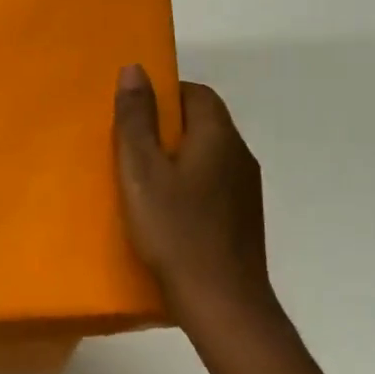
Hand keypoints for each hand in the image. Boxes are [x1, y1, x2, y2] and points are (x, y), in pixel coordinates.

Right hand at [113, 65, 278, 329]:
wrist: (223, 304)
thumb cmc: (176, 231)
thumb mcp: (142, 171)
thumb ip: (136, 119)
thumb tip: (135, 69)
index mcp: (218, 136)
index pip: (196, 93)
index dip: (164, 96)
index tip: (132, 115)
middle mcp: (239, 155)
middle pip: (202, 123)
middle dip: (166, 127)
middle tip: (128, 147)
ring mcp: (246, 190)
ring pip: (207, 155)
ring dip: (176, 158)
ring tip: (141, 180)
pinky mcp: (243, 219)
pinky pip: (212, 184)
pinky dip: (188, 185)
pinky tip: (166, 212)